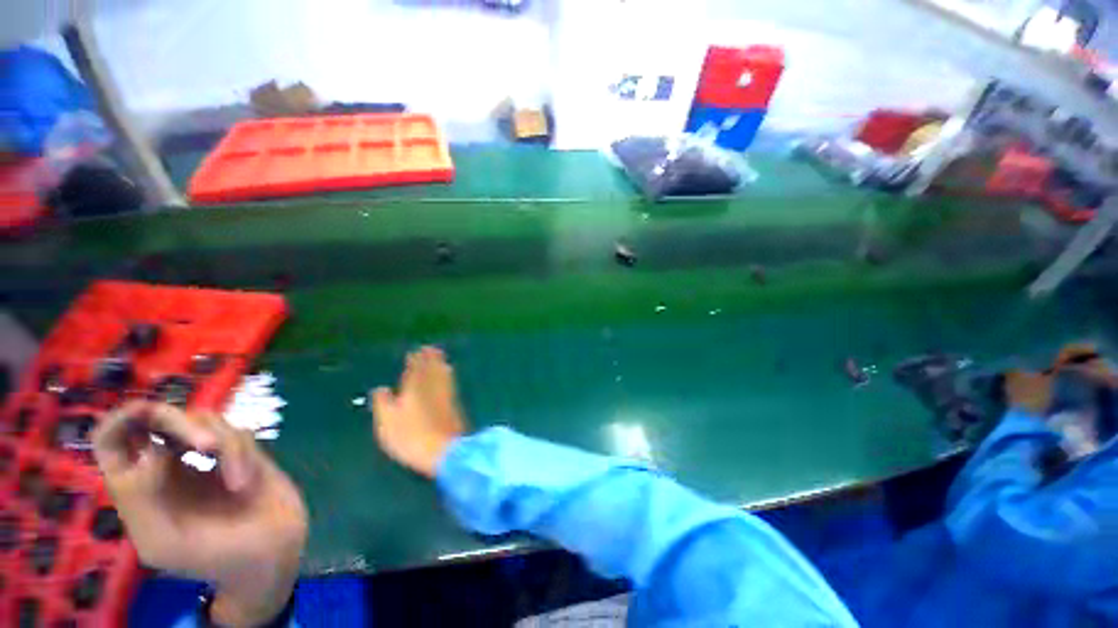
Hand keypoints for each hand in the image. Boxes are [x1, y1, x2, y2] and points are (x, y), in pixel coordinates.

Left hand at [93, 402, 307, 626]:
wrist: (268, 555)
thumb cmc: (211, 558)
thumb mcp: (163, 541)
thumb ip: (140, 498)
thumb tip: (150, 449)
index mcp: (138, 487)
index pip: (111, 439)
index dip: (119, 419)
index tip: (144, 413)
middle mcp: (166, 465)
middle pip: (158, 418)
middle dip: (181, 424)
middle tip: (208, 446)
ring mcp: (205, 457)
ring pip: (204, 420)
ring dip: (224, 446)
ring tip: (238, 482)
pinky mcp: (241, 452)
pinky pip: (237, 432)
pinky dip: (242, 454)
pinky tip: (247, 481)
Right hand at [370, 346, 467, 478]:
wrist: (444, 449)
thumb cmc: (410, 435)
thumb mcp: (387, 422)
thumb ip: (383, 402)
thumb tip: (380, 388)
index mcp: (415, 387)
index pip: (416, 368)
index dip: (416, 359)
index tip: (417, 350)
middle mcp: (432, 387)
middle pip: (433, 368)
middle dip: (431, 357)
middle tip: (430, 348)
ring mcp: (446, 395)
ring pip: (443, 373)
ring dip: (441, 363)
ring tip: (440, 357)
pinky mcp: (454, 404)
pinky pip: (450, 382)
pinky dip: (447, 375)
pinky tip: (448, 375)